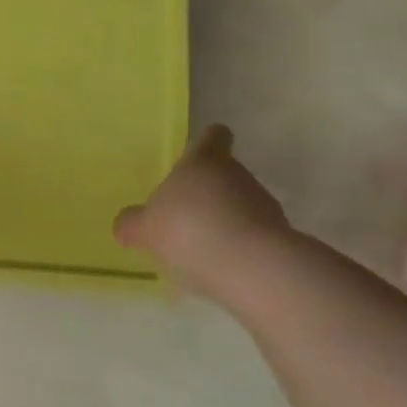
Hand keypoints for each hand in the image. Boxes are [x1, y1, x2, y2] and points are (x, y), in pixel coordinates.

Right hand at [113, 125, 291, 296]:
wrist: (253, 269)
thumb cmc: (189, 230)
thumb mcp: (146, 228)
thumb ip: (133, 224)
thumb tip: (125, 224)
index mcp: (204, 161)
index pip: (213, 137)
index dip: (208, 143)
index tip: (201, 154)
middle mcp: (238, 175)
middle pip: (226, 174)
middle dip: (210, 191)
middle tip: (186, 214)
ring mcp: (264, 206)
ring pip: (242, 205)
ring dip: (226, 219)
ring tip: (204, 247)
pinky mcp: (281, 239)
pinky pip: (254, 236)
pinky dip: (240, 246)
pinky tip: (222, 266)